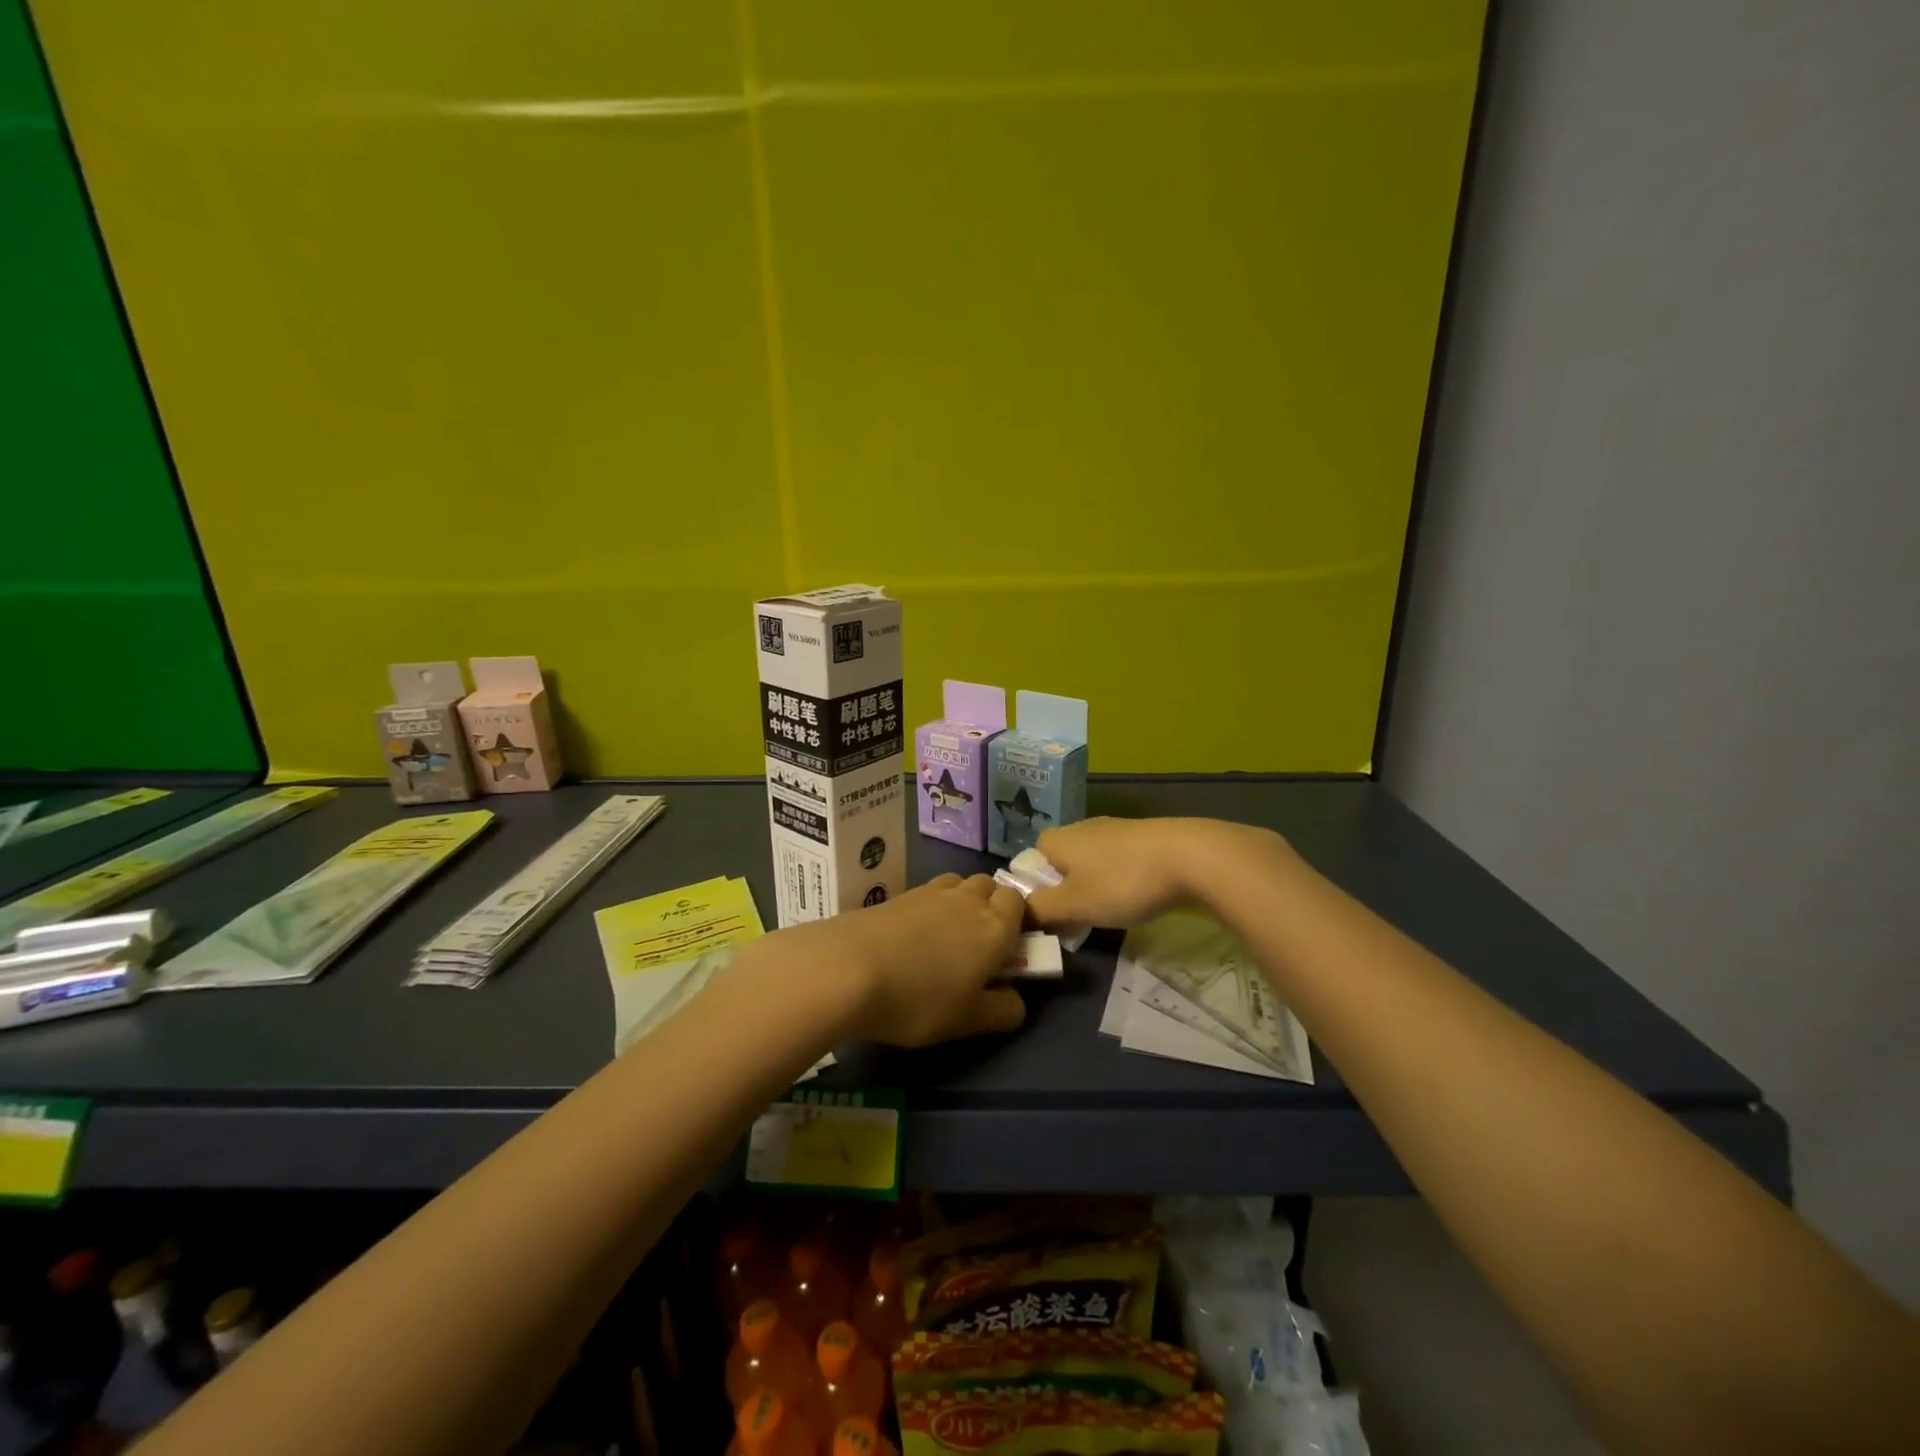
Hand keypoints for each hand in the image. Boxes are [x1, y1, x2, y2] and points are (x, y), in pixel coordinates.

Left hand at [779, 873, 1027, 1046]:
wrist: (848, 967)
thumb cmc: (919, 999)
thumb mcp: (967, 1020)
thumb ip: (1001, 1011)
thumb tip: (1017, 1001)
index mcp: (995, 927)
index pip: (1019, 903)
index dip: (1018, 920)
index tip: (1010, 948)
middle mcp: (967, 900)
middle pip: (989, 886)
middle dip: (990, 906)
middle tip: (979, 944)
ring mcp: (930, 893)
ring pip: (958, 884)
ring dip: (961, 901)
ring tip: (946, 937)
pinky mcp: (898, 895)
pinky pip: (928, 892)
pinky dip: (931, 907)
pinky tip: (915, 936)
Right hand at [1025, 817, 1286, 928]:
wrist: (1190, 856)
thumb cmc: (1122, 881)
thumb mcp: (1074, 904)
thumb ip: (1041, 910)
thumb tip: (1018, 912)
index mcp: (1058, 839)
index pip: (1030, 859)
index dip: (1035, 887)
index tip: (1051, 913)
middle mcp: (1081, 827)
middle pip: (1061, 861)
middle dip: (1066, 889)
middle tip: (1079, 919)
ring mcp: (1115, 829)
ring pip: (1091, 861)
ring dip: (1095, 885)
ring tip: (1110, 911)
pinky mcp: (1144, 836)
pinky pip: (1119, 860)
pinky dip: (1121, 878)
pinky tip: (1138, 896)